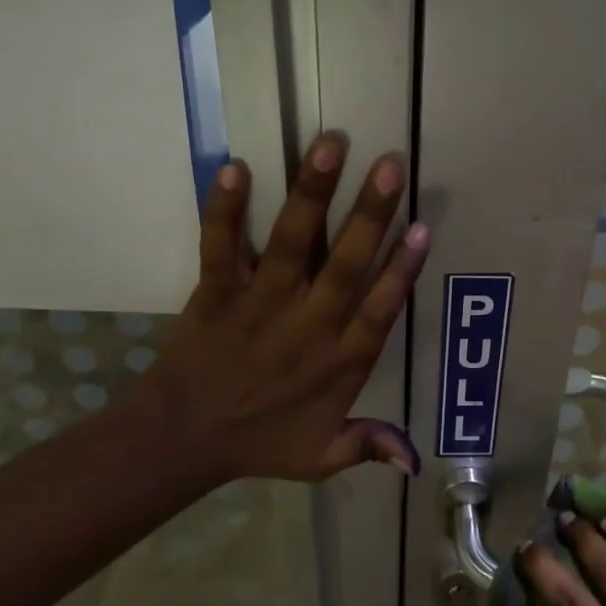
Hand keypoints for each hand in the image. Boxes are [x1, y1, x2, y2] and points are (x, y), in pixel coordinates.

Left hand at [139, 135, 428, 486]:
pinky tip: (234, 167)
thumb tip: (416, 460)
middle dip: (369, 214)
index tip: (423, 227)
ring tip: (331, 144)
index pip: (378, 310)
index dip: (402, 270)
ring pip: (292, 244)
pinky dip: (225, 210)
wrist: (181, 441)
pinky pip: (222, 247)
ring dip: (312, 194)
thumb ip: (368, 446)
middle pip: (345, 265)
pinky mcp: (217, 293)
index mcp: (338, 362)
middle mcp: (306, 325)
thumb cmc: (259, 444)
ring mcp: (260, 305)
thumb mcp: (321, 458)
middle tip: (390, 166)